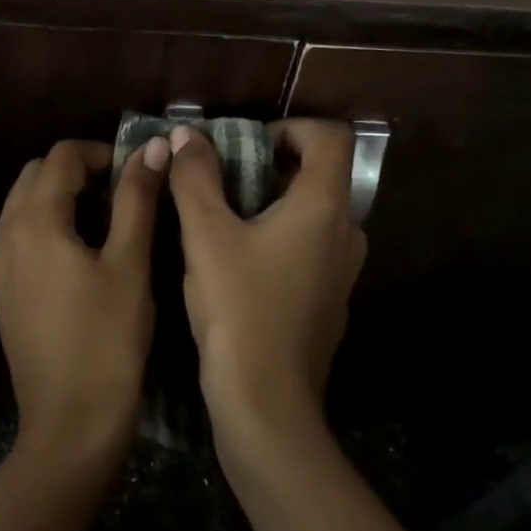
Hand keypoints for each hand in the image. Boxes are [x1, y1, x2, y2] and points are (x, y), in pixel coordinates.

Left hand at [0, 137, 168, 471]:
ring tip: (109, 220)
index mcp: (32, 222)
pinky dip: (49, 224)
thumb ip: (137, 199)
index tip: (138, 173)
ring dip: (63, 196)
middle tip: (126, 194)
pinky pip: (20, 235)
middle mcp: (2, 235)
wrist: (70, 422)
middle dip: (79, 171)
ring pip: (24, 204)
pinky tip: (83, 252)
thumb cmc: (108, 341)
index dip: (102, 153)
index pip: (61, 156)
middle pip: (36, 175)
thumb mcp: (129, 264)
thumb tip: (153, 147)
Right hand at [167, 120, 366, 465]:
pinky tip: (240, 267)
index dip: (290, 128)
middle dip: (270, 168)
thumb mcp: (205, 236)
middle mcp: (346, 233)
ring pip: (313, 216)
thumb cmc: (238, 310)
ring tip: (225, 223)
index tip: (247, 147)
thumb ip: (194, 178)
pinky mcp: (330, 301)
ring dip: (273, 206)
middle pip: (320, 175)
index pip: (330, 137)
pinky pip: (311, 250)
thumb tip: (184, 134)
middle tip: (223, 184)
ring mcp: (343, 272)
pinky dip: (281, 240)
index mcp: (324, 207)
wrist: (266, 402)